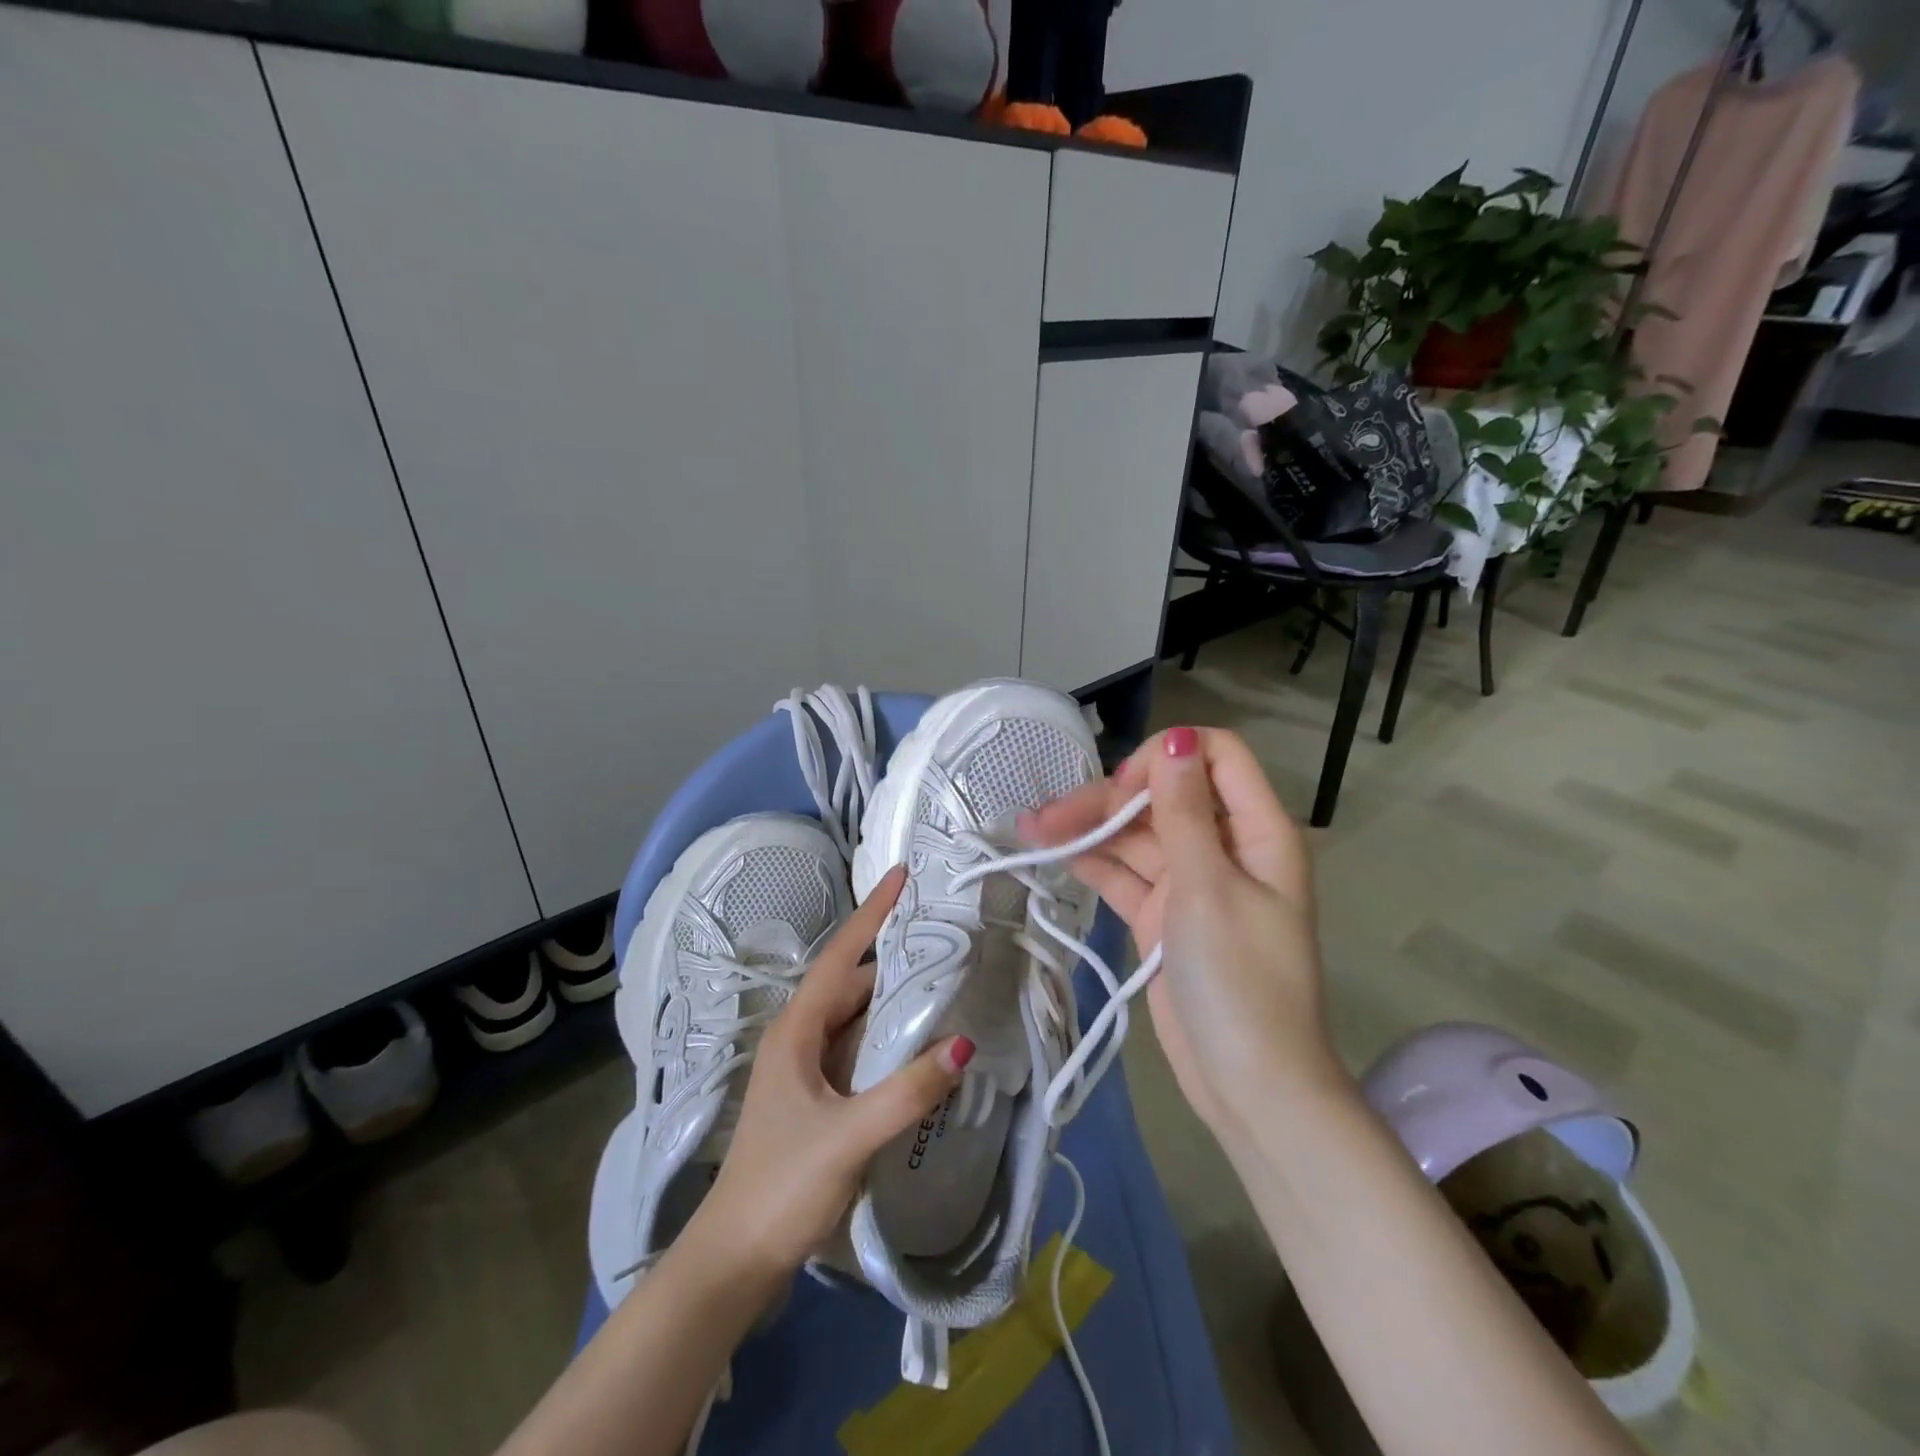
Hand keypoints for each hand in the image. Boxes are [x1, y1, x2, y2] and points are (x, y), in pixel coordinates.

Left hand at [686, 866, 972, 1285]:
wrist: (734, 1260)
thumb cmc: (781, 1186)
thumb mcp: (849, 1137)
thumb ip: (906, 1091)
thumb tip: (962, 1044)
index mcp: (797, 1030)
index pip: (841, 956)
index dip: (872, 914)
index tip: (901, 875)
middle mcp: (800, 1038)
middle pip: (852, 983)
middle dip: (894, 958)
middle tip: (945, 938)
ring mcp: (807, 1069)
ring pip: (857, 1018)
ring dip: (894, 1001)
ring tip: (944, 982)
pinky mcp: (818, 1098)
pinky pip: (859, 1050)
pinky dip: (889, 1039)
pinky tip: (920, 1046)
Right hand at [1021, 726, 1341, 1139]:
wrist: (1247, 1086)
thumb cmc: (1240, 982)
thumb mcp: (1209, 889)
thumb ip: (1185, 811)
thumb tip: (1178, 737)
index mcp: (1256, 831)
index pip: (1215, 757)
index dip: (1167, 758)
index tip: (1123, 788)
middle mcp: (1223, 847)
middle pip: (1162, 797)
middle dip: (1107, 800)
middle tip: (1048, 817)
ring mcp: (1190, 883)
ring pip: (1135, 836)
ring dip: (1087, 829)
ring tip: (1029, 829)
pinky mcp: (1162, 915)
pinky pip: (1124, 875)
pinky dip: (1091, 863)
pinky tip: (1050, 853)